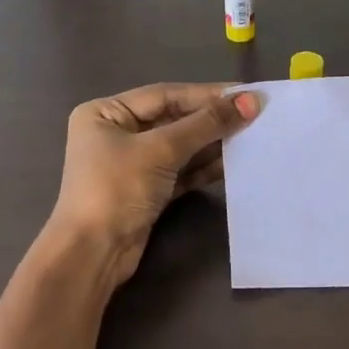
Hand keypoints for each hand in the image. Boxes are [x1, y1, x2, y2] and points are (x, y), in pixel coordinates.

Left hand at [49, 82, 260, 281]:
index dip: (207, 94)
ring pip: (180, 147)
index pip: (165, 95)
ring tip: (251, 137)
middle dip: (212, 120)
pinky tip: (233, 163)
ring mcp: (132, 165)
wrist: (94, 253)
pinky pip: (181, 171)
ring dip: (213, 143)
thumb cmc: (117, 189)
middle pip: (173, 119)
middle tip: (255, 115)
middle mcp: (117, 134)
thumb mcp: (160, 150)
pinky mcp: (147, 191)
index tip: (247, 94)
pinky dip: (204, 167)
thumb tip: (249, 101)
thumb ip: (205, 125)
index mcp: (107, 113)